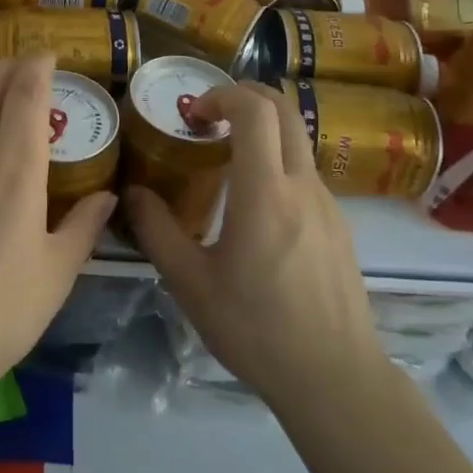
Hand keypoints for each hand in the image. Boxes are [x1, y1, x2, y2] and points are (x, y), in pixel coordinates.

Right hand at [125, 82, 383, 412]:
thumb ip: (157, 231)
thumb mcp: (191, 284)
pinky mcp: (339, 224)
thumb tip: (132, 193)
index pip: (254, 110)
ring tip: (225, 162)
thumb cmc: (256, 329)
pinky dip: (278, 163)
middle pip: (284, 109)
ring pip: (297, 140)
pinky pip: (306, 173)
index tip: (193, 114)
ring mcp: (328, 203)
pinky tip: (256, 208)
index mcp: (264, 192)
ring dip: (263, 130)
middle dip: (245, 95)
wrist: (334, 378)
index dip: (222, 94)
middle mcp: (302, 185)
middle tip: (210, 116)